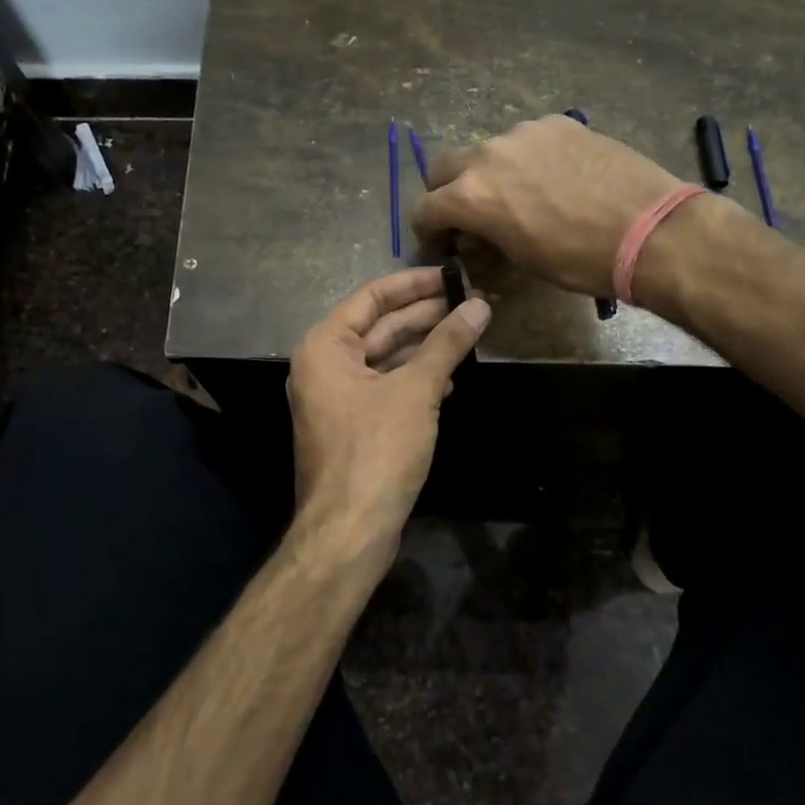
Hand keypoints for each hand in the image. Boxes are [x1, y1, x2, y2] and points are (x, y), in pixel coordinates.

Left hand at [287, 269, 490, 582]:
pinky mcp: (353, 425)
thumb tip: (480, 306)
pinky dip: (416, 379)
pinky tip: (450, 379)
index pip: (372, 297)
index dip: (414, 283)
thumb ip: (447, 344)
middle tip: (470, 302)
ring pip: (385, 358)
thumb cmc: (376, 449)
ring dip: (424, 347)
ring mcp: (337, 397)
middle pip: (379, 326)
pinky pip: (385, 387)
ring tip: (468, 333)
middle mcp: (324, 365)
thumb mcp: (416, 390)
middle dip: (424, 315)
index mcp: (325, 346)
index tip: (453, 275)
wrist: (349, 529)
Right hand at [411, 116, 688, 298]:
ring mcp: (523, 132)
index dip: (428, 230)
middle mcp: (487, 154)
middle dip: (447, 193)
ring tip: (522, 195)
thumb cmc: (579, 260)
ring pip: (487, 150)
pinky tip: (556, 178)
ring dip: (490, 173)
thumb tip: (475, 233)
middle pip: (444, 167)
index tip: (445, 243)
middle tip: (471, 215)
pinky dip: (527, 158)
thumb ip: (486, 236)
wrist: (649, 229)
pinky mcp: (558, 122)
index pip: (424, 208)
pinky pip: (527, 139)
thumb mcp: (520, 259)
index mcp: (470, 195)